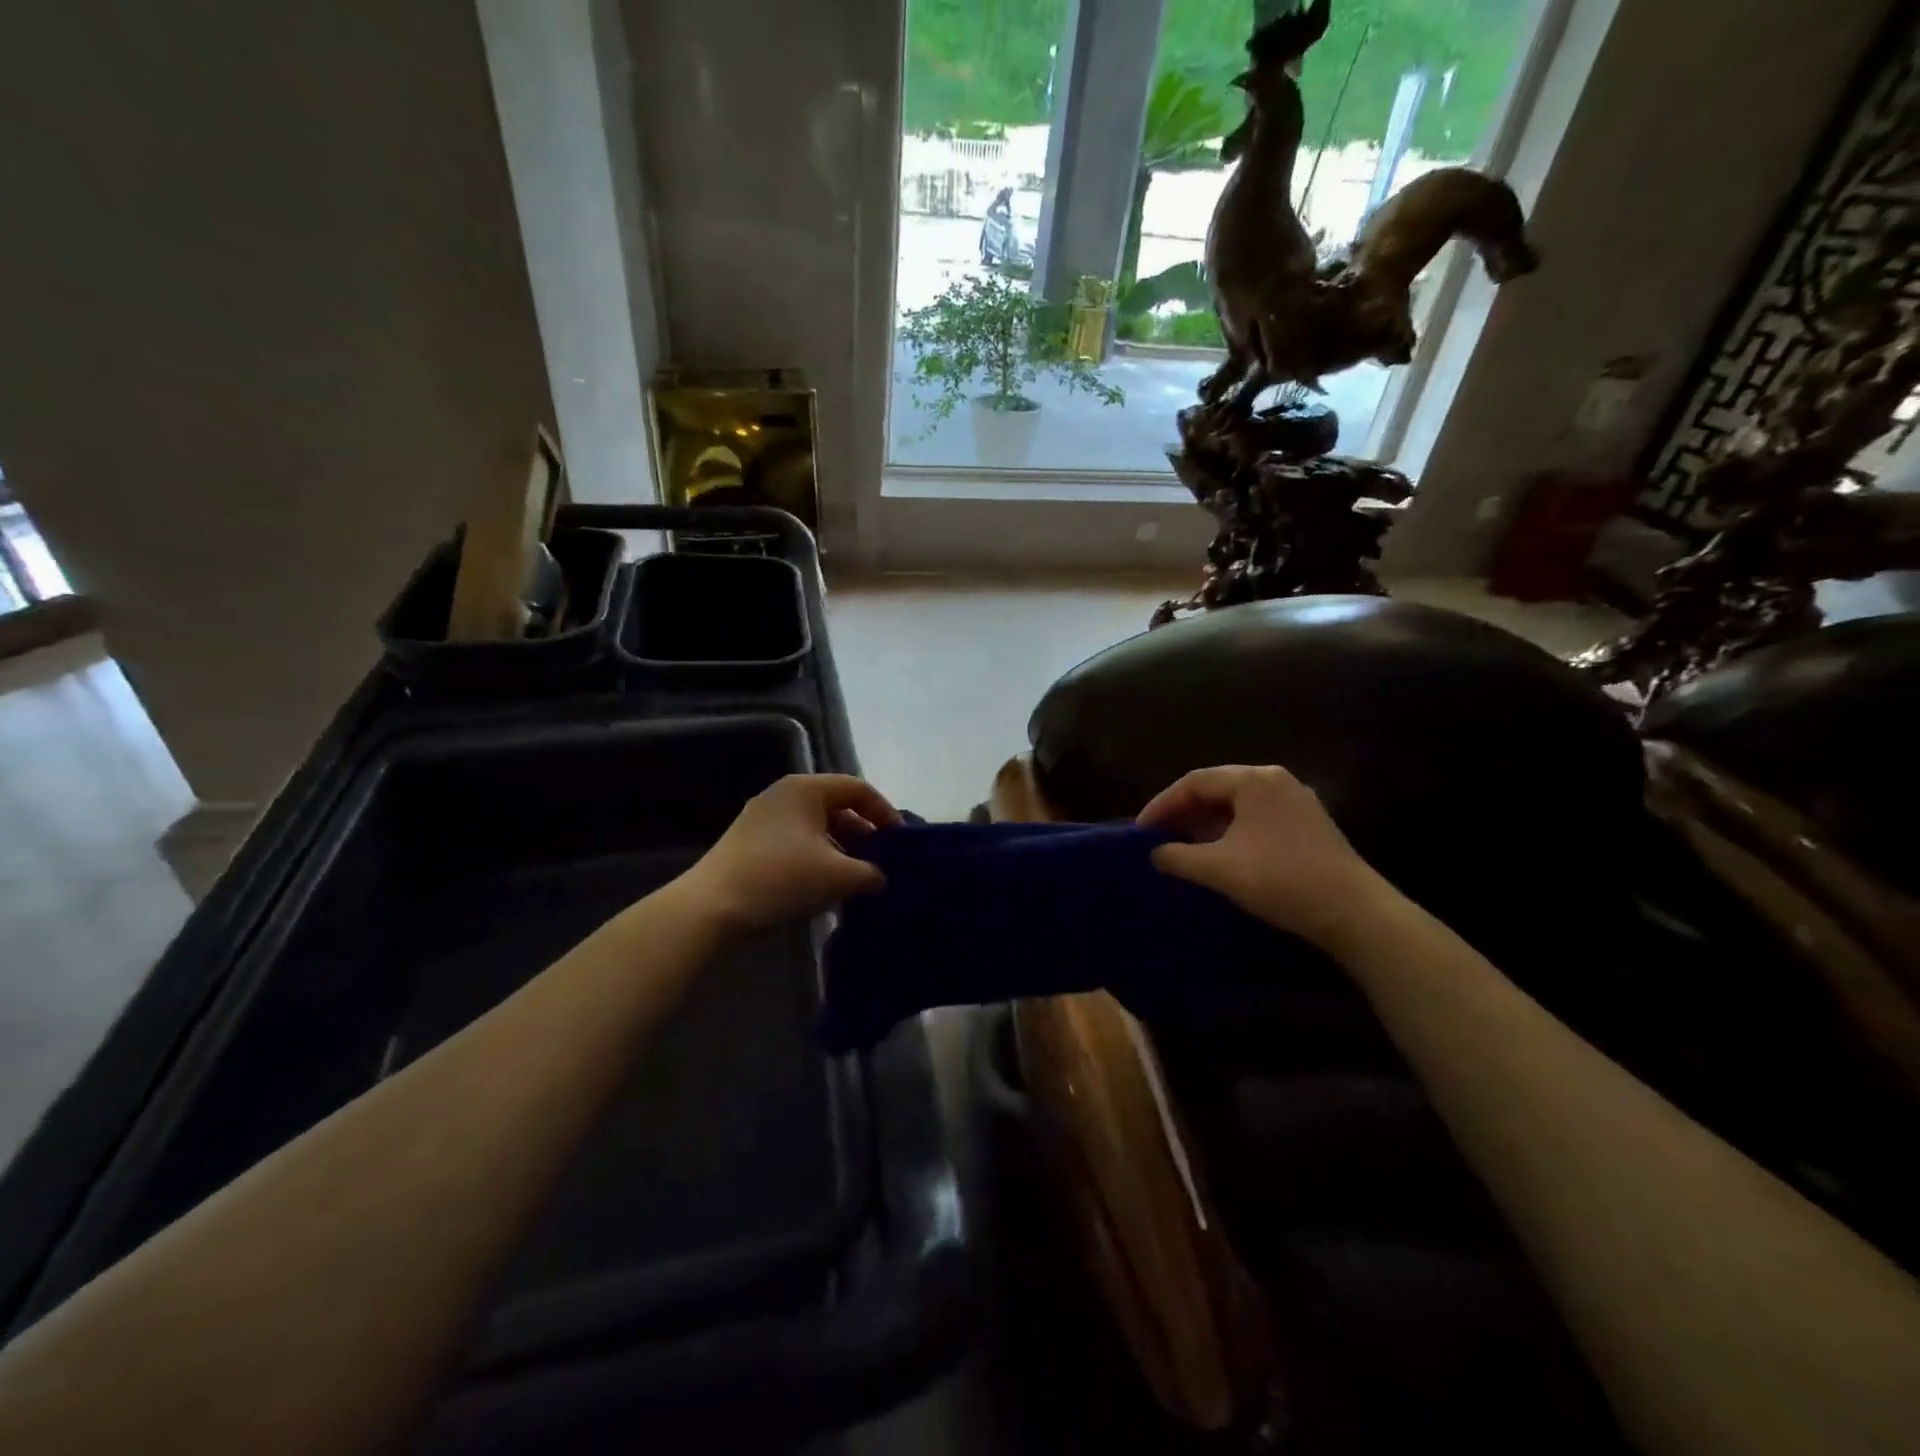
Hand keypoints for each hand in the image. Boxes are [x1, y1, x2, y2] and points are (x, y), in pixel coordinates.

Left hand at [678, 774, 901, 936]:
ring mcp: (762, 820)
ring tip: (857, 881)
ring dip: (841, 852)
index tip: (900, 843)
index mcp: (805, 789)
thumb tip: (879, 877)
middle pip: (837, 807)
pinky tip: (826, 890)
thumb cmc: (781, 879)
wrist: (710, 909)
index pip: (858, 789)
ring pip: (816, 829)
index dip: (885, 813)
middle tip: (882, 864)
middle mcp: (783, 795)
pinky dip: (817, 860)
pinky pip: (797, 844)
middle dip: (863, 836)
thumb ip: (871, 873)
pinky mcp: (750, 845)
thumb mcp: (838, 876)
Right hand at [1137, 765, 1393, 952]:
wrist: (1355, 913)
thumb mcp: (1219, 869)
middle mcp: (1276, 781)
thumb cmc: (1281, 879)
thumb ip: (1179, 857)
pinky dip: (1230, 832)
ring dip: (1206, 824)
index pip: (1194, 781)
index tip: (1141, 831)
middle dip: (1183, 813)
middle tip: (1159, 838)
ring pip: (1237, 805)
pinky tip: (1220, 856)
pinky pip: (1256, 819)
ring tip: (1184, 848)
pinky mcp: (1308, 826)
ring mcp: (1296, 802)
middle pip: (1217, 789)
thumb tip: (1155, 853)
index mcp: (1254, 780)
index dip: (1162, 804)